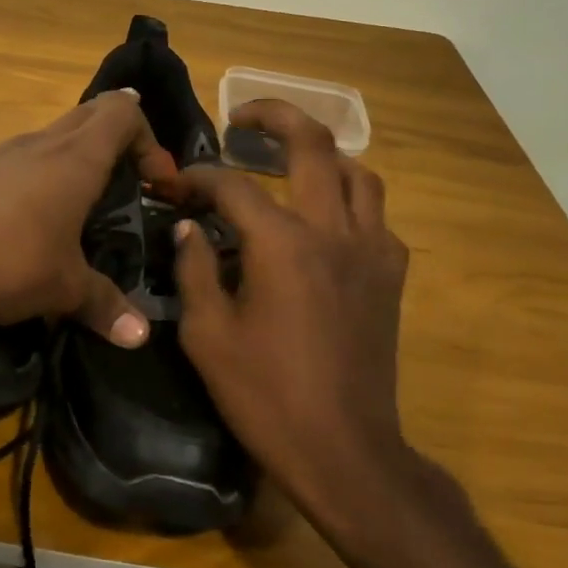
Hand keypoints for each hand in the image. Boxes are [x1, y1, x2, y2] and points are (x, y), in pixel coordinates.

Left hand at [0, 90, 179, 348]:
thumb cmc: (11, 262)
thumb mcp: (65, 289)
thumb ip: (105, 306)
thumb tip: (139, 337)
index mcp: (76, 158)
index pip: (122, 111)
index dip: (147, 138)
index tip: (153, 181)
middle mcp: (39, 143)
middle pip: (88, 113)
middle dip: (114, 138)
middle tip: (124, 181)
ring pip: (47, 135)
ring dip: (69, 157)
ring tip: (74, 205)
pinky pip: (12, 159)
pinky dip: (30, 175)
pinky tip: (21, 219)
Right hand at [173, 100, 414, 528]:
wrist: (343, 451)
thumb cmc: (264, 395)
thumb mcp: (207, 334)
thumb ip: (194, 269)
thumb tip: (189, 227)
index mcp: (283, 244)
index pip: (234, 185)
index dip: (199, 176)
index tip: (175, 184)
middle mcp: (334, 232)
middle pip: (313, 146)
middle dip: (275, 117)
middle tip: (243, 116)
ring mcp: (372, 251)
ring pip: (358, 174)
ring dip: (322, 155)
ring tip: (288, 161)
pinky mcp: (391, 277)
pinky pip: (375, 217)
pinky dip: (347, 201)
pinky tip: (321, 223)